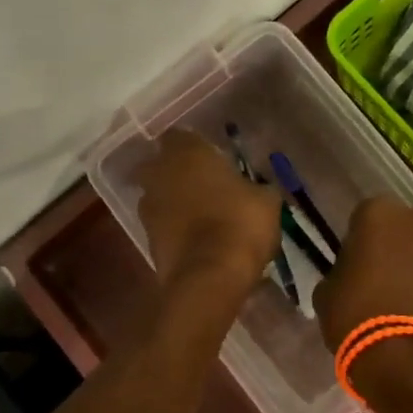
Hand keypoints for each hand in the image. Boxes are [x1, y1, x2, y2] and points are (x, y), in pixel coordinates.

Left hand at [134, 130, 283, 297]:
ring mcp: (148, 208)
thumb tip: (259, 190)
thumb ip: (258, 188)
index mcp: (186, 153)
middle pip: (160, 164)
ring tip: (202, 216)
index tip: (213, 158)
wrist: (209, 277)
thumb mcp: (266, 201)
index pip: (180, 135)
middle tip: (204, 184)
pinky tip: (198, 240)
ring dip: (174, 201)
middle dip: (177, 171)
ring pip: (158, 195)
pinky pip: (161, 225)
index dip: (195, 146)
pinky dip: (174, 228)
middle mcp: (159, 174)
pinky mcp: (146, 239)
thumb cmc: (240, 224)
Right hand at [314, 197, 412, 350]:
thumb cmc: (354, 315)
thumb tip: (350, 275)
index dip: (361, 239)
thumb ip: (341, 271)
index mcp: (377, 214)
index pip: (366, 216)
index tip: (356, 262)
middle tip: (383, 278)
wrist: (402, 356)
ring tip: (409, 300)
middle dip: (396, 246)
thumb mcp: (327, 290)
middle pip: (404, 228)